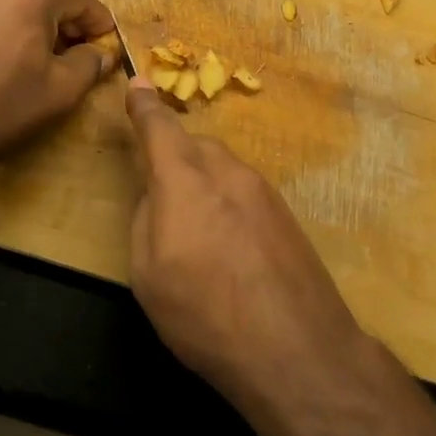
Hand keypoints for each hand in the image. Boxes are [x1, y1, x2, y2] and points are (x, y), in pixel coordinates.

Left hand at [0, 0, 116, 176]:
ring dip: (34, 20)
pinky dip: (5, 24)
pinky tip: (5, 57)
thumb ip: (89, 64)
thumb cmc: (3, 106)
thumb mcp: (60, 90)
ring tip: (40, 55)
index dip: (98, 17)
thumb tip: (101, 53)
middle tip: (76, 49)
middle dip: (65, 17)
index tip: (107, 41)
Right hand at [123, 81, 372, 415]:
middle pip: (195, 147)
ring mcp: (264, 192)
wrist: (297, 351)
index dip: (144, 106)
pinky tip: (232, 250)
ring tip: (200, 235)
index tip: (137, 84)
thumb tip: (157, 196)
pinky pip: (246, 192)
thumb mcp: (148, 274)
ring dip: (205, 184)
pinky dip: (229, 204)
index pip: (159, 128)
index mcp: (185, 180)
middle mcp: (227, 173)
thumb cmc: (205, 315)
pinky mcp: (288, 215)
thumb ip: (145, 219)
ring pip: (223, 169)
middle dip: (175, 159)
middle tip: (163, 200)